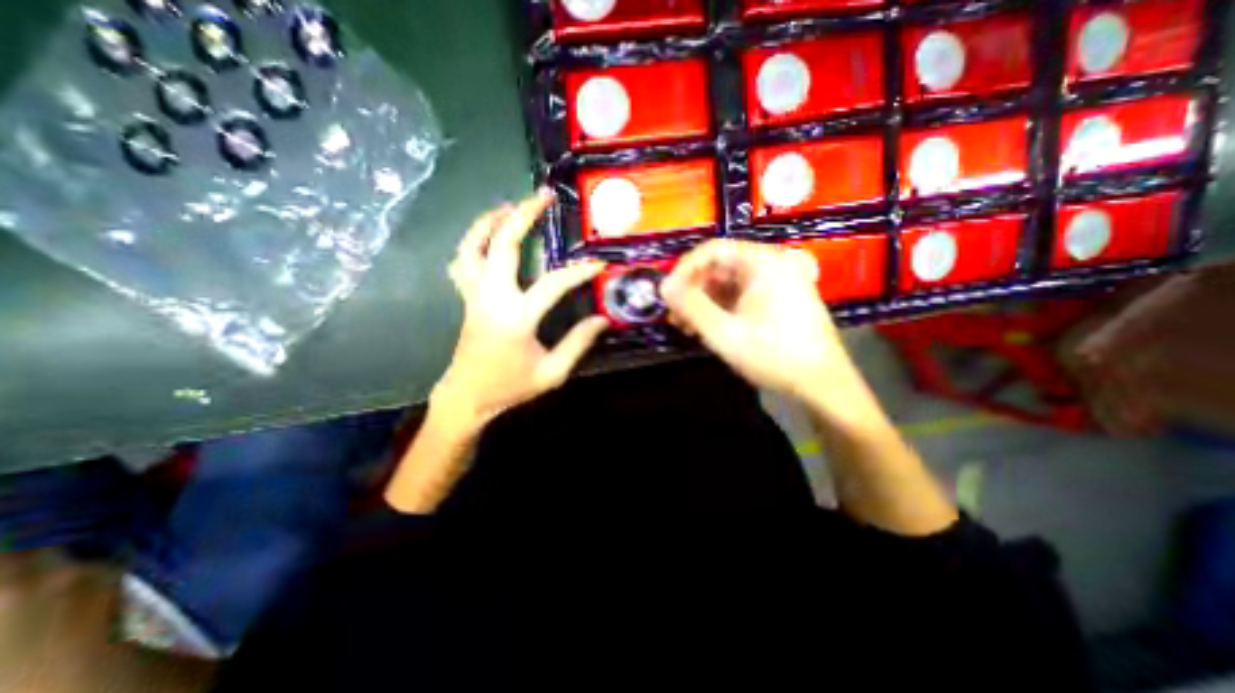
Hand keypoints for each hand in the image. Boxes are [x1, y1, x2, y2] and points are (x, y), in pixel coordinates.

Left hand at [437, 189, 609, 426]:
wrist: (468, 396)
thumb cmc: (510, 387)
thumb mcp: (552, 373)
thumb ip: (578, 343)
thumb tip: (602, 320)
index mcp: (516, 317)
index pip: (553, 284)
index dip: (579, 271)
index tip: (599, 263)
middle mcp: (492, 298)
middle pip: (501, 245)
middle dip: (523, 216)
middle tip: (542, 196)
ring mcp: (474, 295)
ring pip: (472, 247)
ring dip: (489, 221)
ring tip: (508, 206)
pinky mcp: (466, 299)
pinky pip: (462, 262)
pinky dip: (472, 243)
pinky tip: (486, 238)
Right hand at [667, 241, 861, 407]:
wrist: (823, 385)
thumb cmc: (774, 356)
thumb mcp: (725, 333)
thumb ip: (691, 307)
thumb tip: (663, 287)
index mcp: (764, 262)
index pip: (713, 250)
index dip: (684, 269)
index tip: (667, 295)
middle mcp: (771, 265)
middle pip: (719, 267)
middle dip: (692, 291)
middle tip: (673, 316)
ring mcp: (776, 283)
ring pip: (727, 284)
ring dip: (703, 303)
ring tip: (685, 327)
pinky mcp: (776, 300)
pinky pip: (739, 296)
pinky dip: (719, 310)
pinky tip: (706, 329)